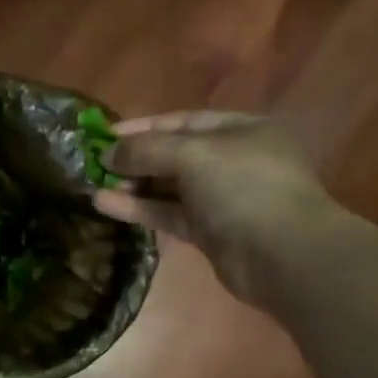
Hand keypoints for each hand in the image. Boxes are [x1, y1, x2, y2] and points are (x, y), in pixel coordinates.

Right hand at [91, 111, 331, 299]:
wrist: (283, 256)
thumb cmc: (244, 187)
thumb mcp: (193, 154)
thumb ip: (146, 149)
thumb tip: (108, 153)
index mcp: (242, 130)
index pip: (184, 121)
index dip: (144, 126)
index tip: (106, 134)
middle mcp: (233, 160)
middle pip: (175, 154)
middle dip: (136, 158)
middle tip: (96, 163)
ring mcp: (222, 199)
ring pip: (169, 187)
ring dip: (133, 185)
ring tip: (93, 184)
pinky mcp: (210, 233)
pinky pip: (169, 214)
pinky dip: (140, 209)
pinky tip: (105, 204)